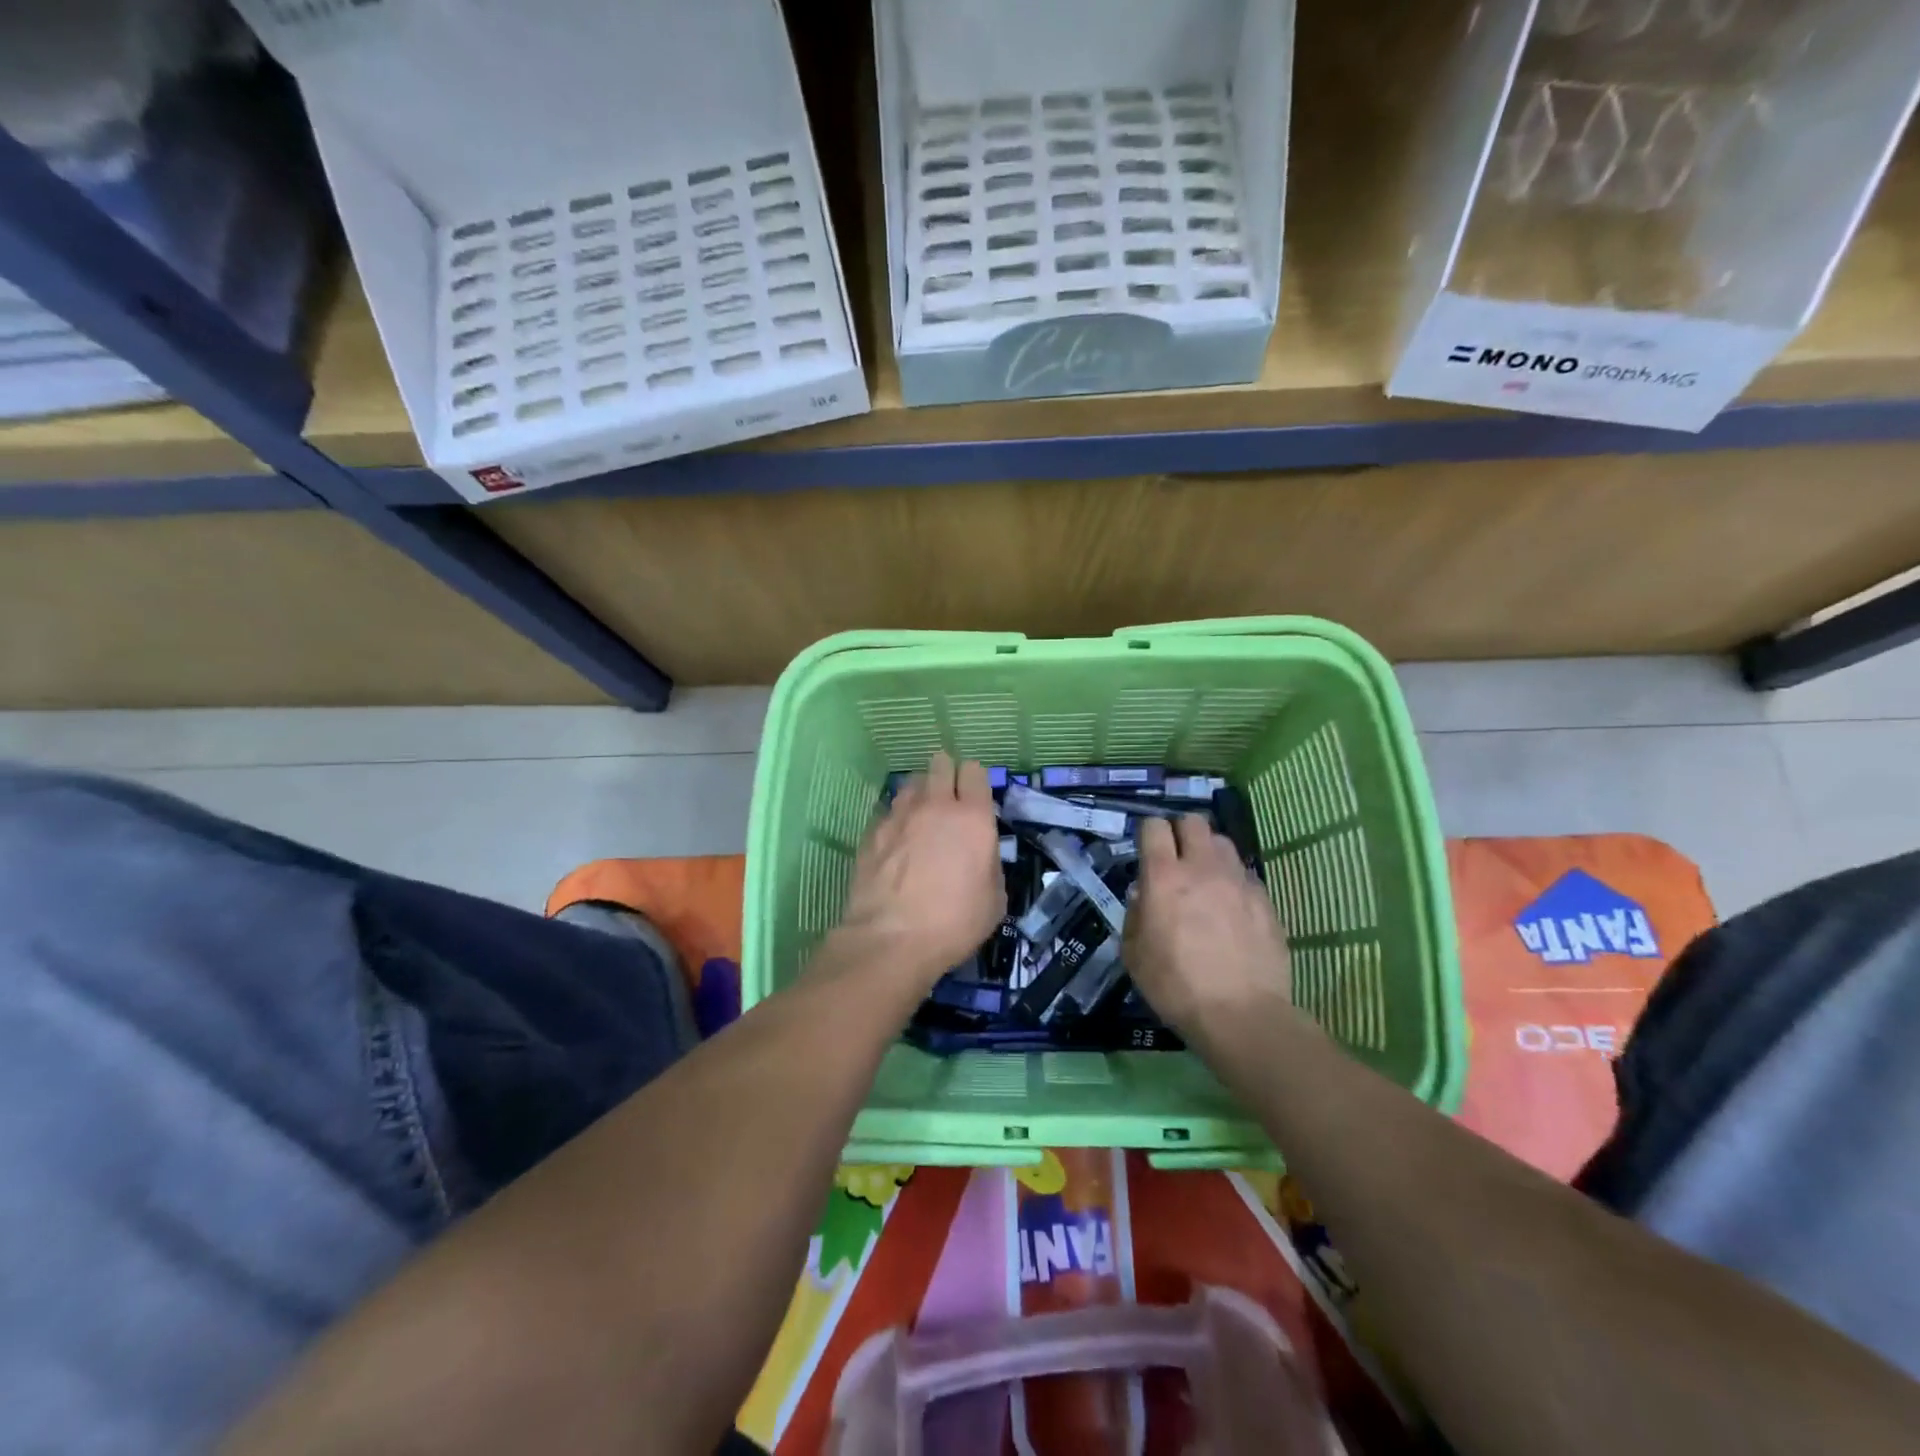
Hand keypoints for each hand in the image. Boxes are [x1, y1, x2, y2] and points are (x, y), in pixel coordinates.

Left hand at [834, 752, 1005, 987]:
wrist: (891, 939)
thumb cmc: (954, 923)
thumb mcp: (995, 900)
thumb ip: (989, 864)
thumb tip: (980, 855)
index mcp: (973, 818)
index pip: (975, 772)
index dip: (975, 780)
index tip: (975, 797)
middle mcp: (935, 806)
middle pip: (939, 764)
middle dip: (946, 774)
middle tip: (949, 798)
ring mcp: (899, 816)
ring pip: (911, 783)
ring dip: (920, 793)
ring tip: (922, 817)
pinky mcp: (872, 832)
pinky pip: (888, 811)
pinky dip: (896, 819)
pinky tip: (897, 841)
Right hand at [1123, 815, 1291, 1034]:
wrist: (1241, 1015)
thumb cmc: (1176, 987)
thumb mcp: (1134, 955)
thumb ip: (1135, 915)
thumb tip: (1143, 895)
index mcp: (1164, 878)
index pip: (1154, 827)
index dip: (1148, 833)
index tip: (1147, 850)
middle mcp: (1202, 868)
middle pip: (1194, 821)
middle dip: (1181, 832)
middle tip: (1176, 858)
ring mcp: (1239, 881)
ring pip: (1223, 843)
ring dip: (1209, 853)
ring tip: (1206, 879)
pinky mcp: (1266, 899)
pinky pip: (1245, 874)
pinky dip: (1233, 881)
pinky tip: (1231, 907)